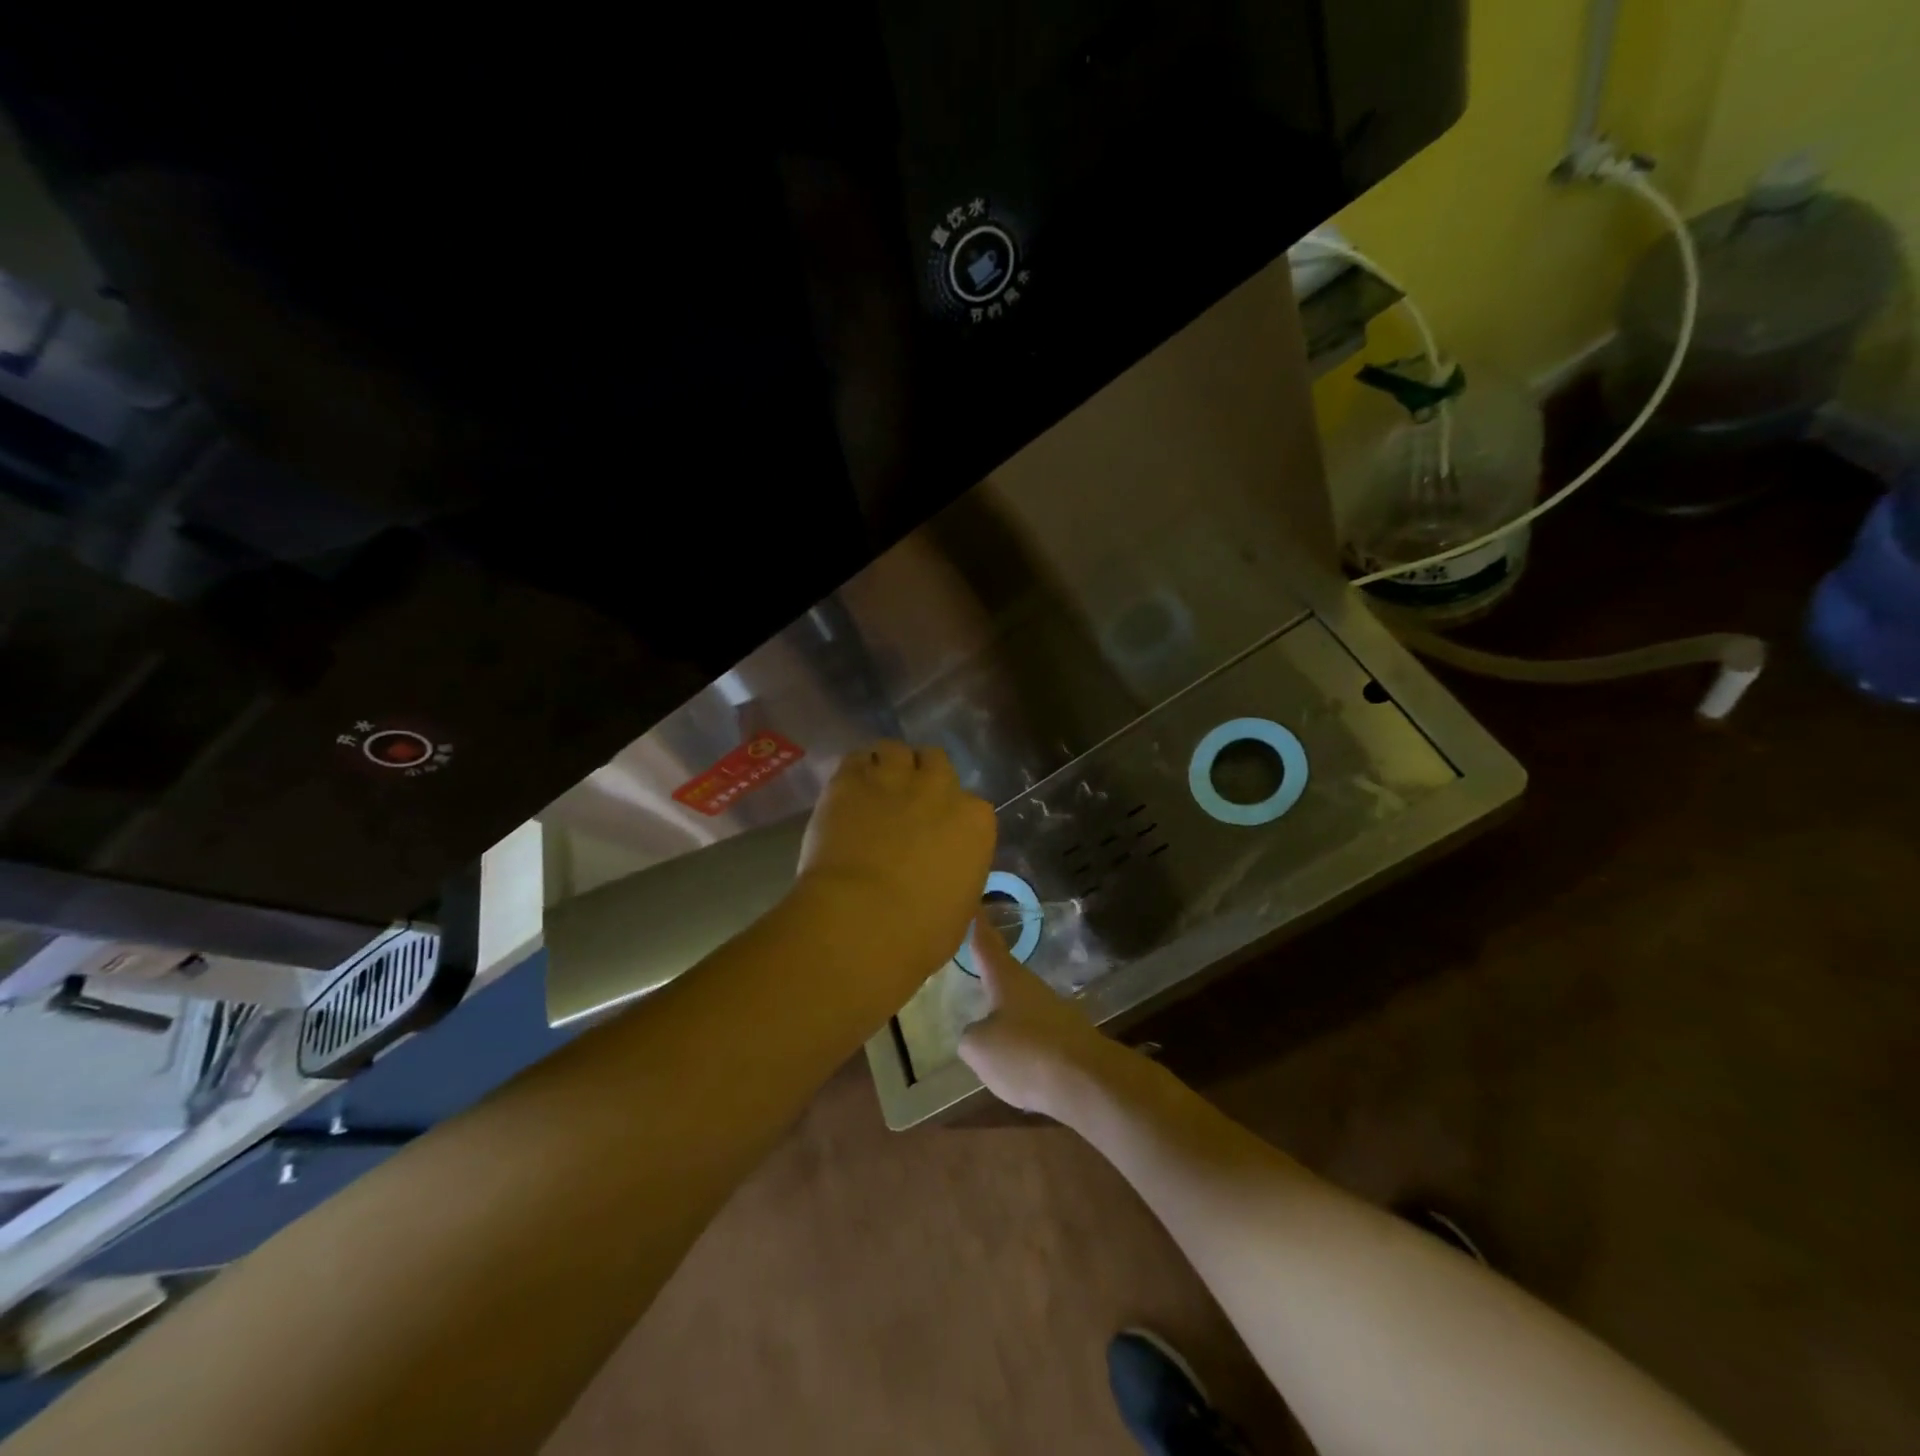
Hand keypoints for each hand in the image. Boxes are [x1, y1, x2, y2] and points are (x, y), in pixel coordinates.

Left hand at [794, 741, 996, 996]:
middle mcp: (939, 789)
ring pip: (896, 750)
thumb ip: (959, 880)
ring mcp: (893, 779)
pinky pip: (856, 758)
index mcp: (975, 821)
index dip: (951, 818)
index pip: (971, 806)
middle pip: (936, 762)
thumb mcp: (960, 912)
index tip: (937, 835)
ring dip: (889, 766)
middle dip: (923, 778)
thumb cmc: (920, 933)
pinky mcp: (850, 780)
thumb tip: (958, 896)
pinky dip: (856, 771)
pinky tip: (849, 790)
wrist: (861, 922)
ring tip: (875, 789)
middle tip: (906, 804)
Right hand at [958, 917, 1120, 1115]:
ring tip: (988, 1027)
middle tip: (974, 966)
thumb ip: (971, 1036)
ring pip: (1022, 1007)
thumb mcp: (979, 1047)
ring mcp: (1054, 1013)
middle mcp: (1031, 987)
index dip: (977, 924)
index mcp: (1006, 979)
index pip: (986, 944)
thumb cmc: (1025, 1052)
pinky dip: (1023, 1046)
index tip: (973, 903)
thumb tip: (977, 1033)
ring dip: (1007, 1014)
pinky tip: (1015, 1066)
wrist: (1086, 1082)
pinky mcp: (1069, 1040)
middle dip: (991, 973)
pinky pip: (1036, 1037)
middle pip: (1006, 975)